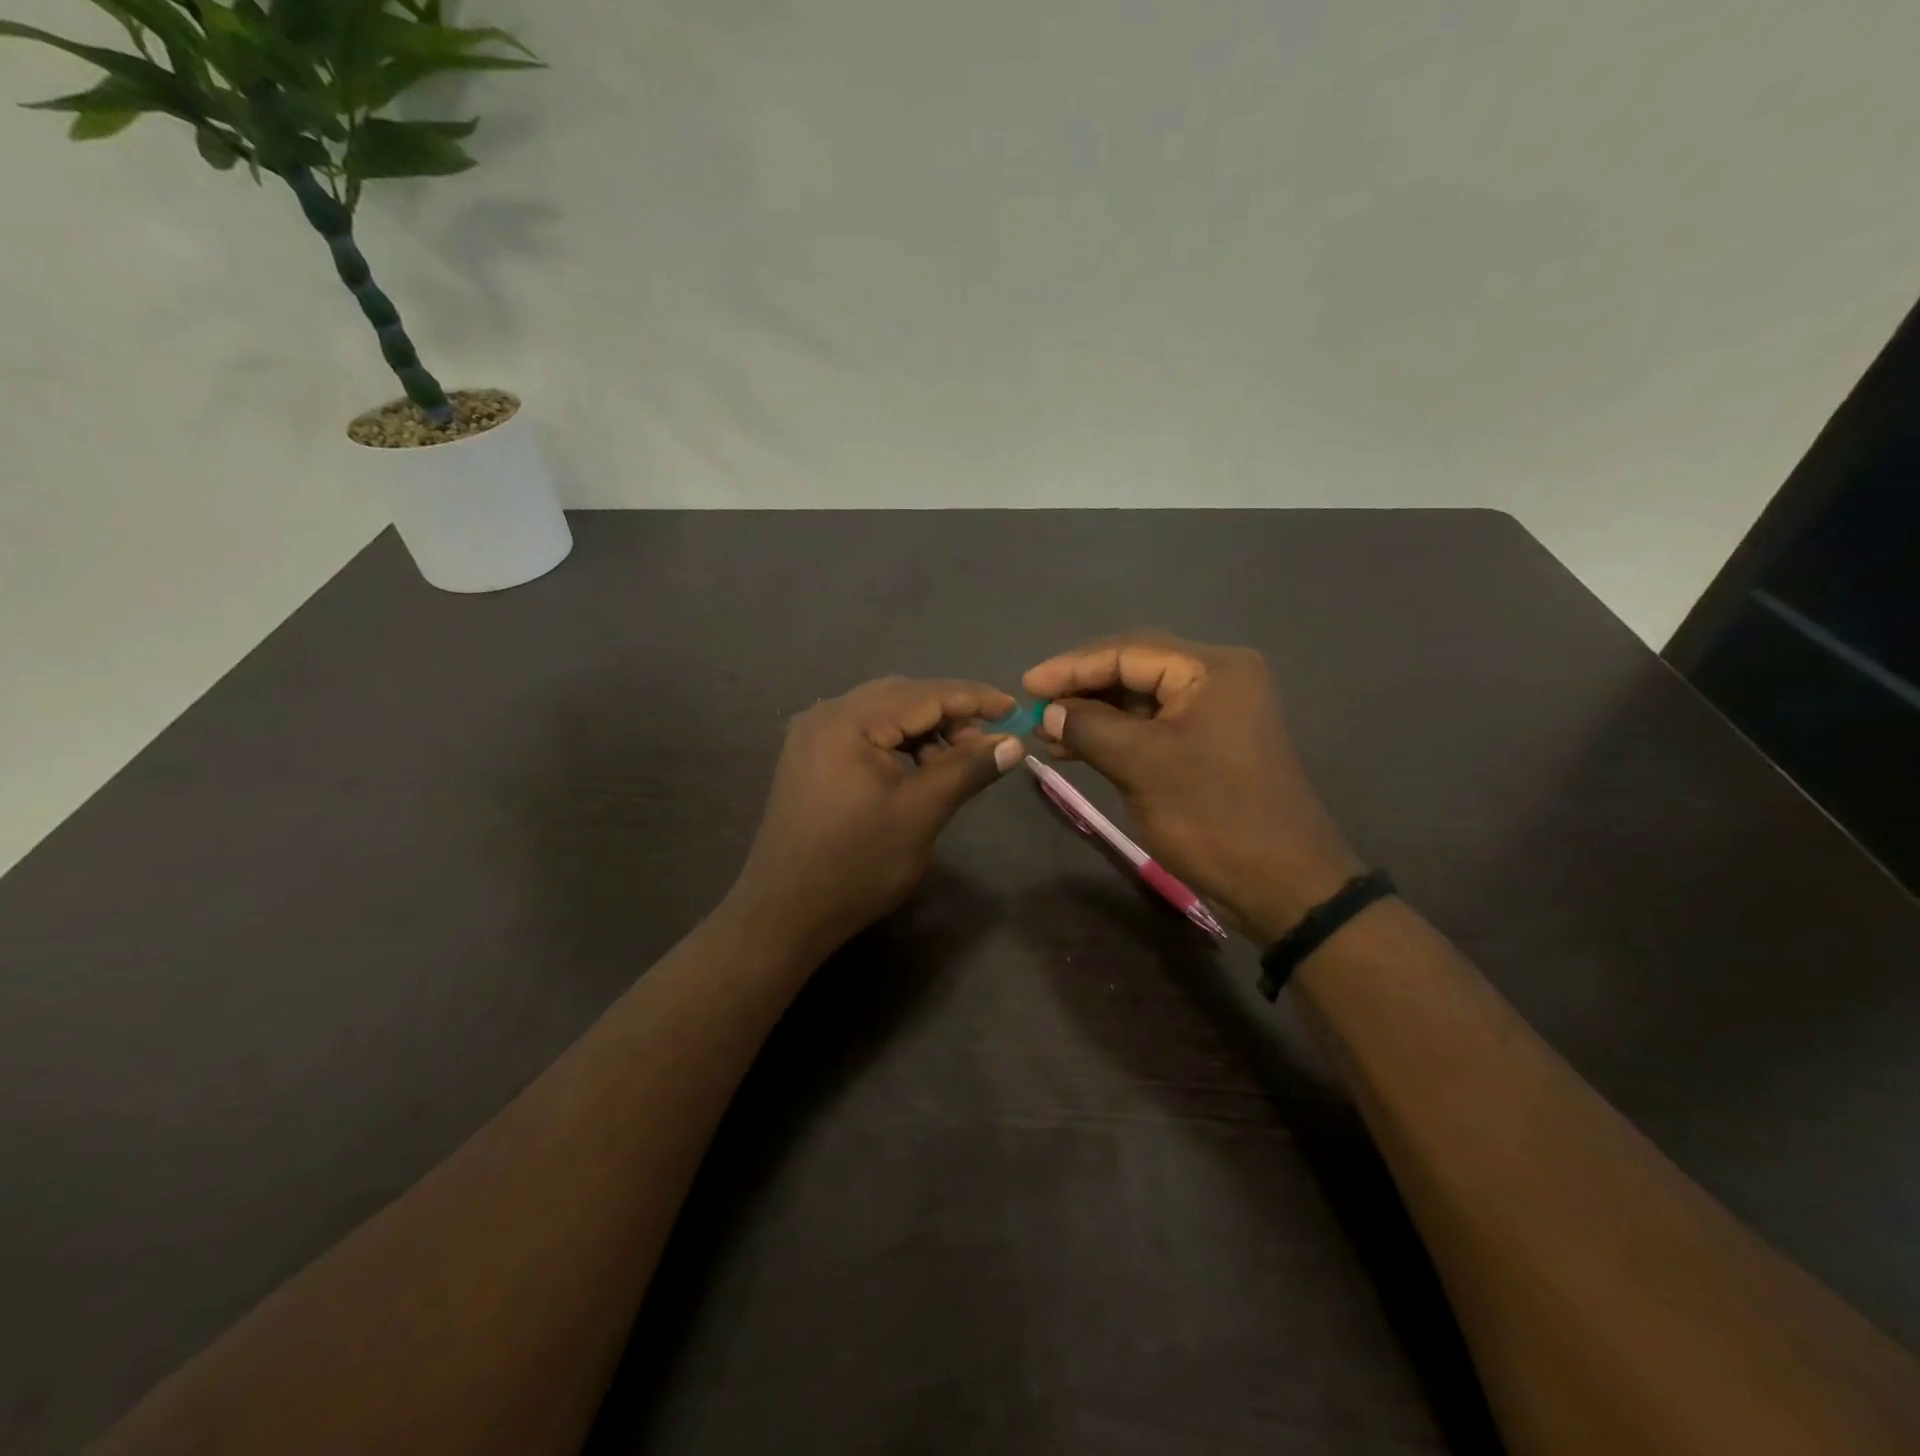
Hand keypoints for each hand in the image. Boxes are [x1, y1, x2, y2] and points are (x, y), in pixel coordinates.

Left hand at [727, 677, 1023, 958]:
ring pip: (883, 714)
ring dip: (924, 730)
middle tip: (986, 744)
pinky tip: (917, 770)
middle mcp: (826, 714)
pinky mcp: (809, 757)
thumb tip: (1012, 742)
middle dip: (950, 715)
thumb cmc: (857, 863)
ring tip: (953, 764)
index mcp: (849, 719)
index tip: (1016, 710)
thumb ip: (967, 769)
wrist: (784, 913)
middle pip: (903, 696)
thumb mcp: (921, 813)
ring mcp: (812, 735)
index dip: (976, 699)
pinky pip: (864, 733)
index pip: (926, 694)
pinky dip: (897, 743)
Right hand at [1024, 632, 1361, 942]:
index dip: (1072, 667)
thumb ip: (1089, 727)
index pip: (1128, 651)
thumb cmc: (1212, 816)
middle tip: (1034, 706)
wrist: (1281, 883)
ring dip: (1094, 712)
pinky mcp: (1209, 741)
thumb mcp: (1142, 766)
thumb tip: (1048, 712)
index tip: (1026, 686)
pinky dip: (1115, 733)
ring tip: (1047, 731)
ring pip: (1141, 698)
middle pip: (1135, 668)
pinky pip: (1153, 724)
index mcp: (1212, 668)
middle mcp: (1218, 677)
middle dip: (1082, 687)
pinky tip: (1077, 745)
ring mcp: (1216, 710)